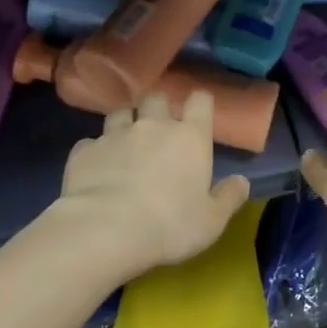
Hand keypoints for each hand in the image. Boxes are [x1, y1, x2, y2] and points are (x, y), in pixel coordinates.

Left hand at [56, 90, 252, 276]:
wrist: (105, 230)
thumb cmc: (169, 225)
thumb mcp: (211, 221)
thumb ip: (229, 198)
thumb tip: (242, 182)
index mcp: (190, 136)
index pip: (200, 100)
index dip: (199, 103)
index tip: (198, 113)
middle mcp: (154, 125)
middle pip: (156, 97)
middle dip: (157, 107)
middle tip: (158, 127)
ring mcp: (116, 134)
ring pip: (120, 113)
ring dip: (124, 124)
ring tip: (124, 144)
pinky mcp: (84, 150)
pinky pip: (91, 142)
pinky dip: (95, 151)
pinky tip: (96, 168)